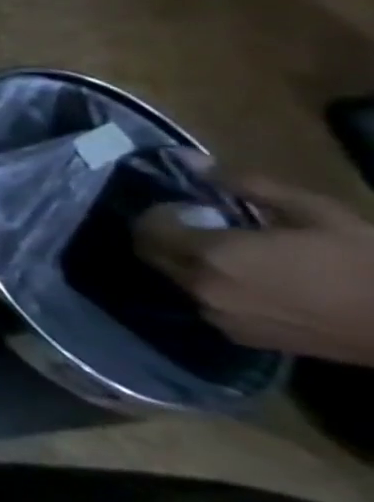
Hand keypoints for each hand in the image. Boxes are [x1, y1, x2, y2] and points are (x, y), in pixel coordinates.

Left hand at [136, 177, 373, 365]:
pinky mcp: (237, 336)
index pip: (149, 228)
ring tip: (228, 253)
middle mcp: (201, 288)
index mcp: (213, 255)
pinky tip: (246, 280)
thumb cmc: (366, 262)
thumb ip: (248, 186)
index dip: (161, 213)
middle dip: (164, 236)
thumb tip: (196, 164)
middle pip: (151, 255)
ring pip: (174, 279)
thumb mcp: (314, 211)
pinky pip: (202, 303)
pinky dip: (208, 285)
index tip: (187, 206)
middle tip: (200, 226)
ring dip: (184, 261)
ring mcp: (216, 317)